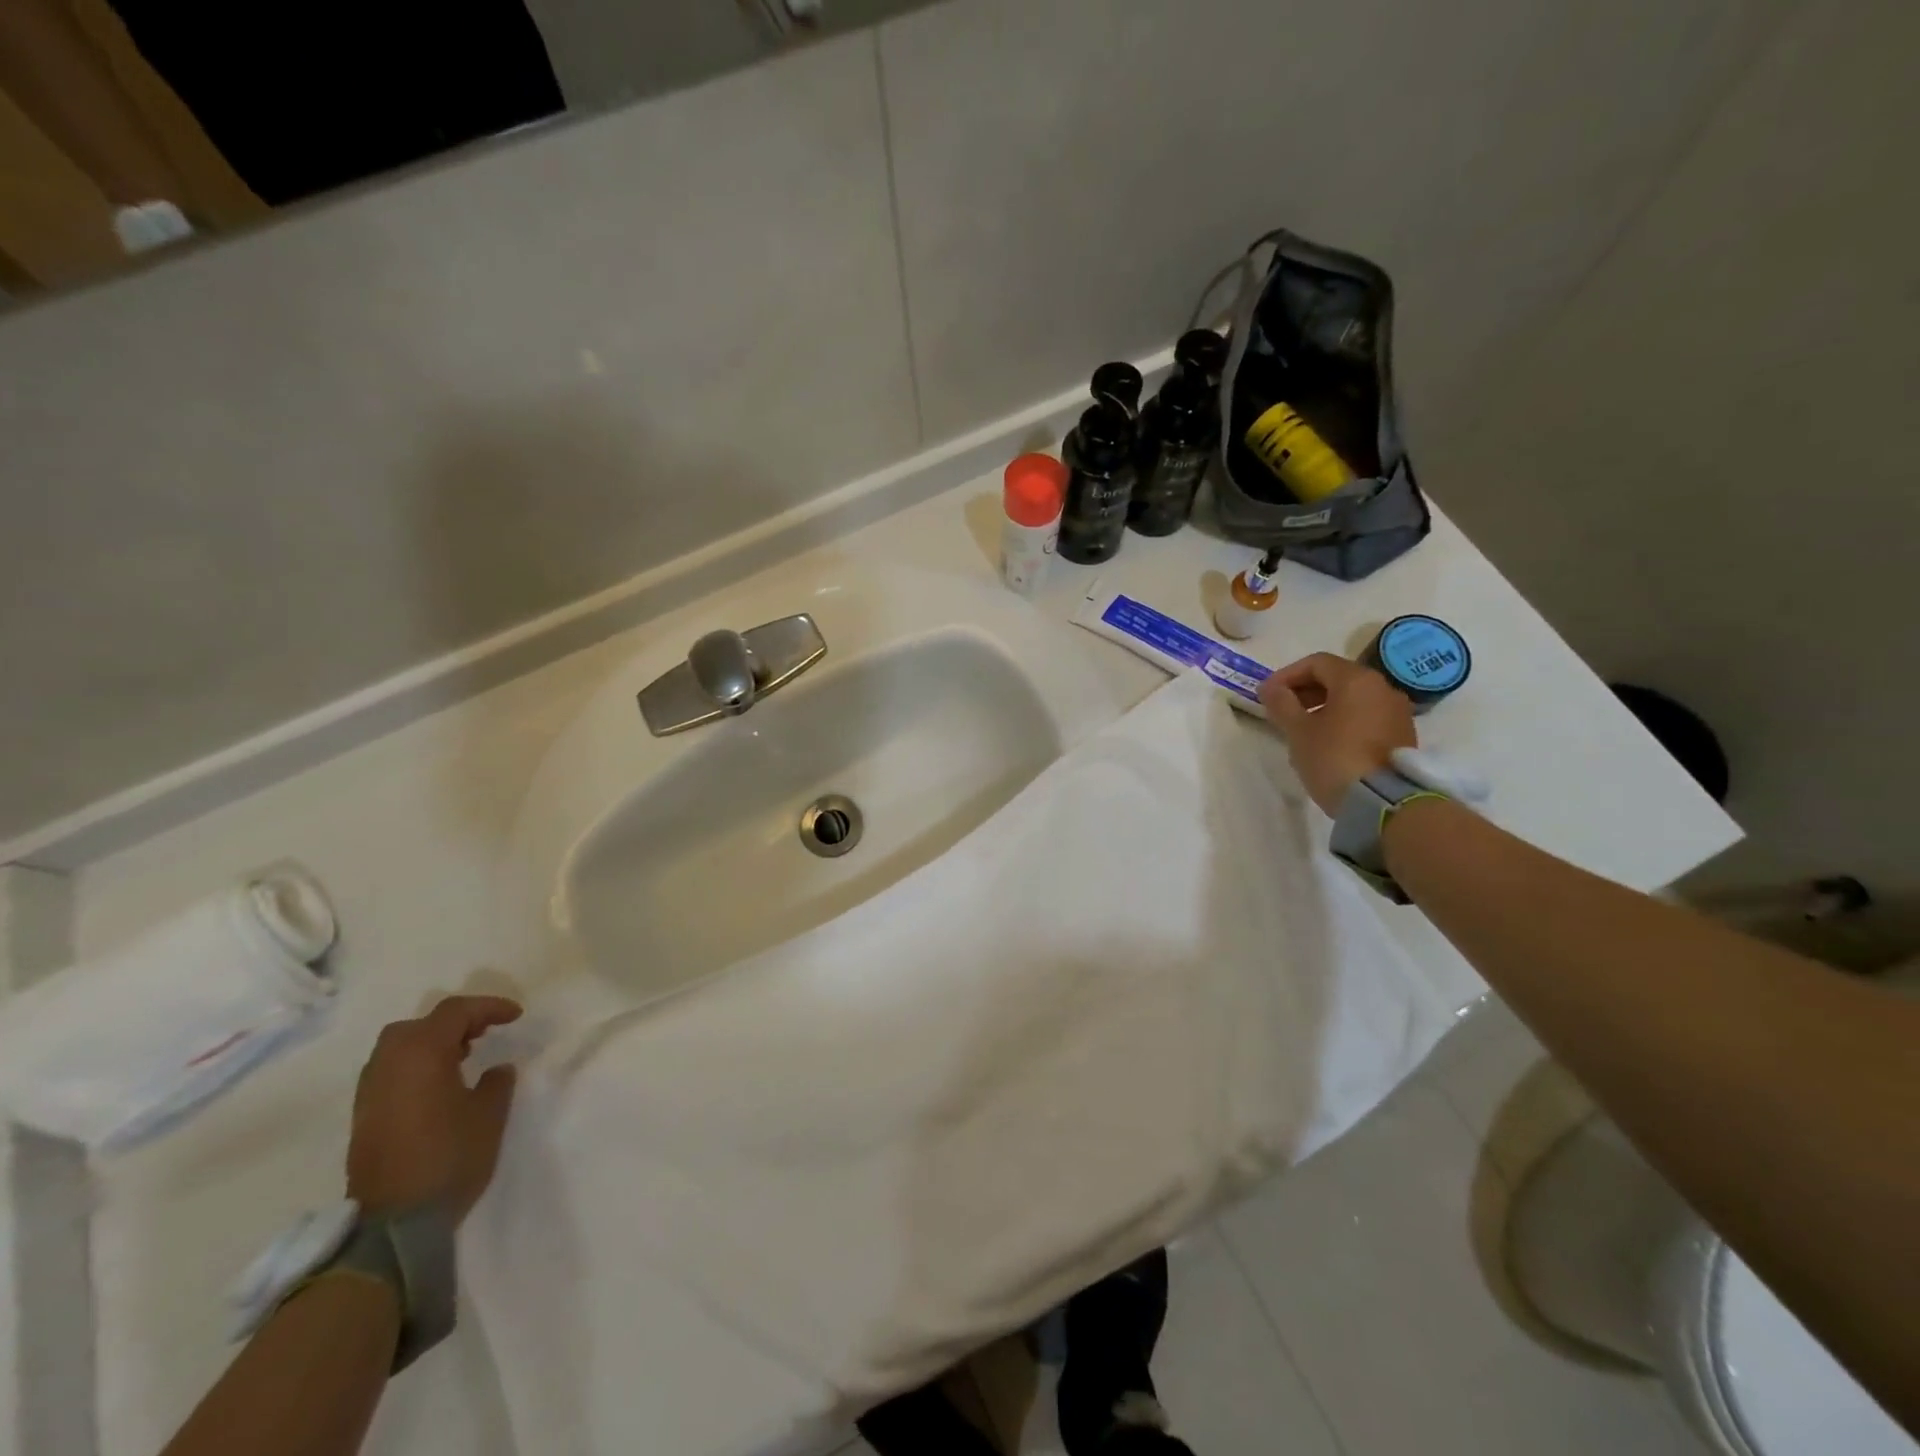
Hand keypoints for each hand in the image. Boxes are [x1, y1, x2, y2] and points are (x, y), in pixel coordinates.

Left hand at [345, 995, 522, 1223]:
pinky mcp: (364, 1116)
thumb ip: (497, 1082)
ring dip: (432, 1043)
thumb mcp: (490, 1114)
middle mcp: (389, 1064)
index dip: (489, 1007)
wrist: (394, 1223)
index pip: (455, 1011)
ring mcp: (370, 1092)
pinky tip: (438, 1084)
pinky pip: (390, 1071)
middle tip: (484, 1033)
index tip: (516, 1017)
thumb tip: (495, 1069)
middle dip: (454, 1022)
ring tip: (463, 1056)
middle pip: (420, 1024)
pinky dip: (415, 1064)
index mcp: (421, 1054)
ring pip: (399, 1047)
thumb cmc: (450, 1157)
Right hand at [1259, 652, 1416, 816]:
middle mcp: (1382, 688)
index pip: (1316, 663)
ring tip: (1303, 730)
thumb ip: (1281, 704)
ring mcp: (1397, 712)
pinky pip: (1367, 717)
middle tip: (1282, 711)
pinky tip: (1328, 743)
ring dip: (1324, 707)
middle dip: (1305, 691)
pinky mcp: (1403, 735)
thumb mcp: (1298, 731)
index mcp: (1356, 680)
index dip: (1286, 675)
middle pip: (1337, 678)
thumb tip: (1271, 688)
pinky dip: (1344, 721)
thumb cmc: (1333, 758)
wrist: (1383, 802)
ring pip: (1353, 698)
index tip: (1267, 695)